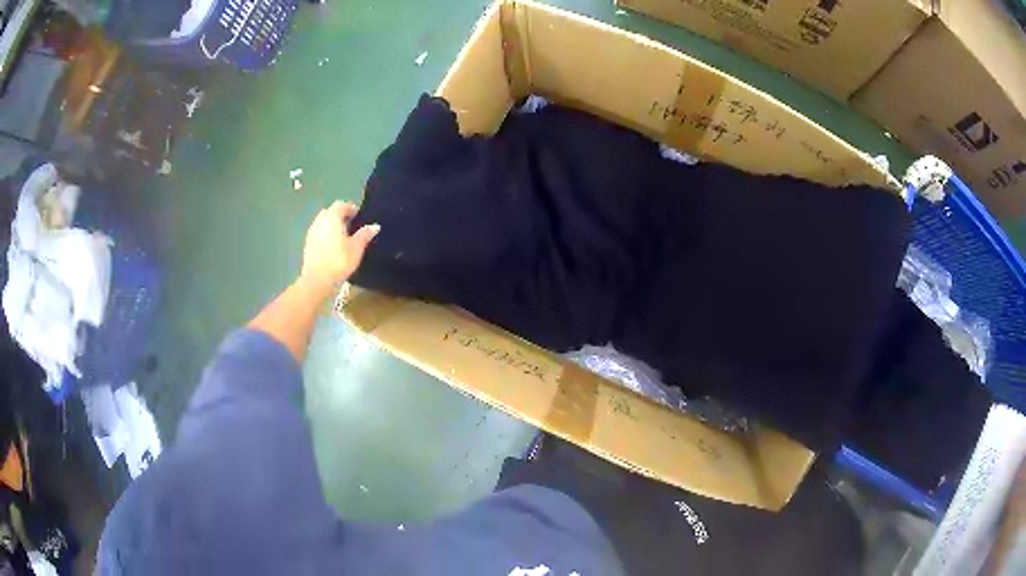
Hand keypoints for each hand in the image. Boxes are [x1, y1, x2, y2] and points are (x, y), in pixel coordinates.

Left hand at [300, 201, 379, 291]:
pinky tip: (332, 246)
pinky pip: (318, 233)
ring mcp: (311, 233)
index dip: (350, 208)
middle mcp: (319, 222)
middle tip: (350, 224)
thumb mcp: (356, 248)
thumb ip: (364, 235)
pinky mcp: (307, 244)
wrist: (317, 280)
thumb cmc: (339, 261)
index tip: (358, 215)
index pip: (340, 205)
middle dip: (339, 215)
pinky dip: (325, 234)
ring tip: (341, 236)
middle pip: (329, 212)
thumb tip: (375, 226)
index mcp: (332, 218)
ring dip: (331, 225)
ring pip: (322, 222)